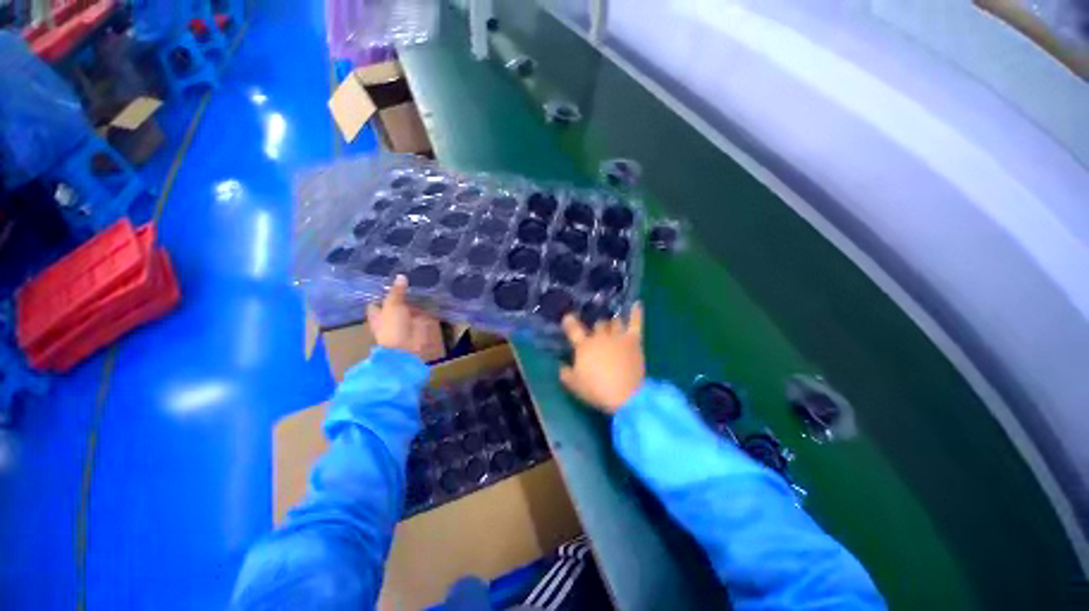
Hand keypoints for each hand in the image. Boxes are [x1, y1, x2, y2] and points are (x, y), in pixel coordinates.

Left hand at [367, 275, 439, 358]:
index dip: (382, 291)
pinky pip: (425, 312)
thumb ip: (397, 291)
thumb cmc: (393, 327)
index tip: (389, 278)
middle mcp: (391, 317)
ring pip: (411, 306)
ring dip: (416, 298)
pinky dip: (428, 305)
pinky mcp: (420, 324)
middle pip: (396, 302)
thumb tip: (401, 275)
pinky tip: (432, 293)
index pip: (377, 300)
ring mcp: (407, 321)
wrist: (408, 348)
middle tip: (410, 275)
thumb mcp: (392, 305)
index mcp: (378, 314)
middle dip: (402, 292)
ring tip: (423, 281)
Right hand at [559, 303, 644, 413]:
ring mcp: (618, 336)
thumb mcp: (574, 385)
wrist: (625, 395)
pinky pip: (636, 322)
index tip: (567, 317)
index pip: (573, 328)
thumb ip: (566, 373)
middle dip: (596, 326)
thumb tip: (562, 366)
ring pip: (614, 321)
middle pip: (597, 324)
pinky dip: (637, 312)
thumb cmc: (597, 390)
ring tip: (612, 322)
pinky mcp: (633, 340)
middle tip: (596, 331)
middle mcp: (600, 337)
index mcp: (584, 346)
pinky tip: (637, 303)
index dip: (569, 321)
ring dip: (612, 322)